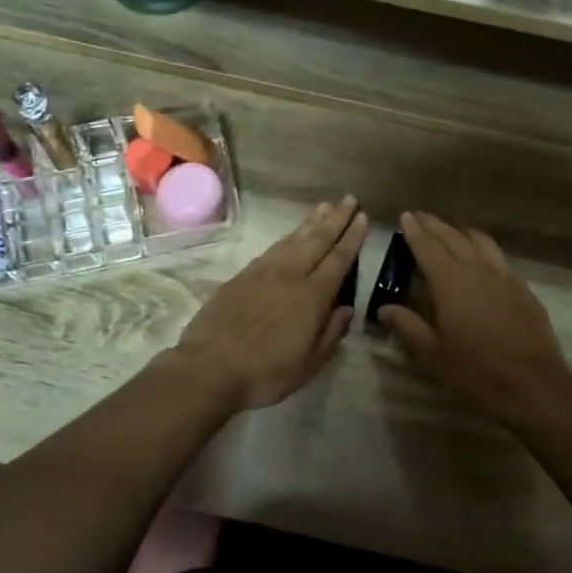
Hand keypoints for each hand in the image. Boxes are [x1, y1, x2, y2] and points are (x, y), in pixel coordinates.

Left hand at [175, 196, 367, 409]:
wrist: (209, 367)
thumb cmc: (265, 372)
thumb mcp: (309, 364)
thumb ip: (331, 333)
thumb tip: (346, 308)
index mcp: (312, 297)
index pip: (338, 259)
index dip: (351, 238)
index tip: (362, 218)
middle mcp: (290, 276)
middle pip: (317, 240)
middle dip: (335, 219)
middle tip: (349, 199)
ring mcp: (263, 273)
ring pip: (293, 240)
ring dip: (311, 222)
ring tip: (324, 206)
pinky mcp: (242, 276)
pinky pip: (272, 249)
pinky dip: (287, 237)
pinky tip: (292, 235)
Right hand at [377, 212, 571, 425]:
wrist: (531, 383)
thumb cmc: (475, 370)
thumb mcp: (433, 352)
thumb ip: (408, 325)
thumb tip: (384, 308)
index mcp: (450, 282)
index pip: (428, 247)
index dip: (415, 231)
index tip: (405, 215)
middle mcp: (477, 270)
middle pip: (453, 237)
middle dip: (435, 225)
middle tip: (421, 216)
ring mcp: (504, 276)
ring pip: (480, 241)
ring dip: (462, 231)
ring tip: (452, 229)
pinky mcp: (522, 288)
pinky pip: (499, 257)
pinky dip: (484, 248)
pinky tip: (482, 257)